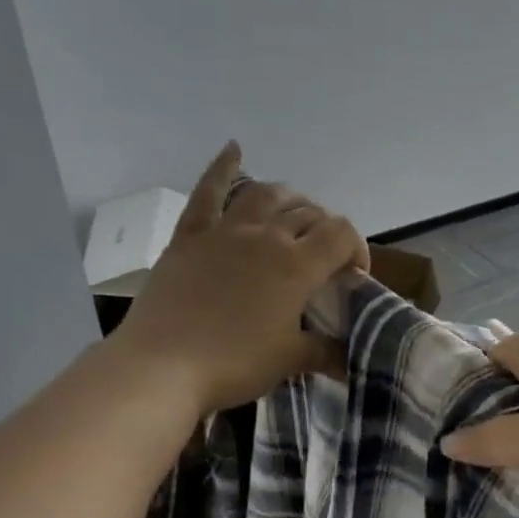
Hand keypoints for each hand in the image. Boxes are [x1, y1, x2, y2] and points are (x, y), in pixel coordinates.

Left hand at [109, 141, 369, 411]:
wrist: (161, 368)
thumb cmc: (234, 364)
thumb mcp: (290, 360)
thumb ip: (326, 352)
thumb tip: (349, 358)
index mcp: (297, 266)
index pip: (341, 234)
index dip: (356, 248)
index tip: (352, 276)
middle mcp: (266, 237)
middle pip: (308, 214)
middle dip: (326, 231)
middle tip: (324, 258)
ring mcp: (225, 232)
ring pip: (267, 196)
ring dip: (290, 199)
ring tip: (297, 212)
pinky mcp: (189, 236)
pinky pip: (208, 192)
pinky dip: (223, 168)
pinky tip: (234, 149)